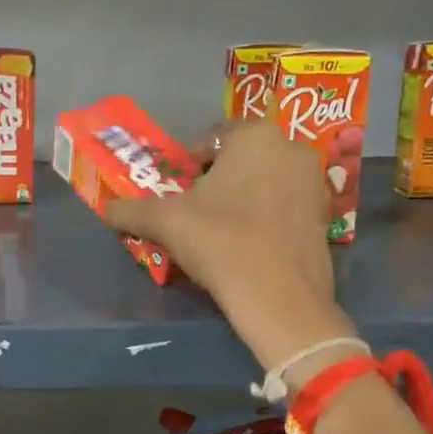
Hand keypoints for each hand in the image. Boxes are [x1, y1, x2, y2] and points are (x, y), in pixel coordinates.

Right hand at [101, 122, 351, 373]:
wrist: (279, 298)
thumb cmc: (220, 242)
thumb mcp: (165, 222)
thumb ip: (131, 209)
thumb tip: (106, 210)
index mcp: (255, 135)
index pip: (211, 137)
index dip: (188, 164)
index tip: (176, 192)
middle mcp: (292, 149)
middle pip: (241, 159)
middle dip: (217, 181)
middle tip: (194, 212)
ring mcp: (315, 183)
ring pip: (265, 182)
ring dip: (242, 199)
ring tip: (219, 232)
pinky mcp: (325, 217)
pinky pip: (285, 207)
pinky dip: (265, 218)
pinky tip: (248, 246)